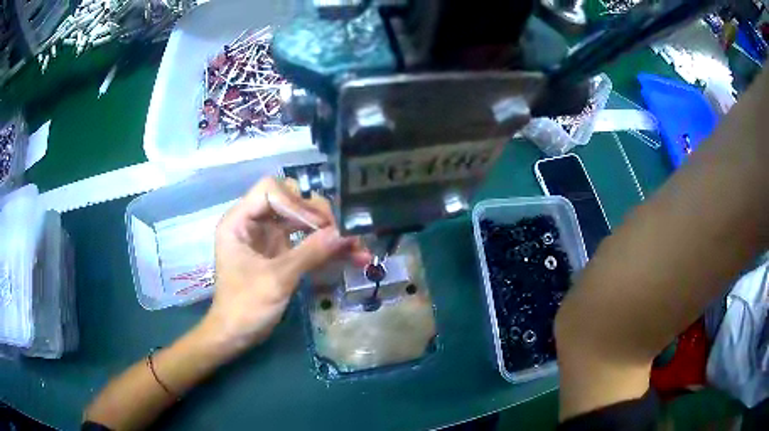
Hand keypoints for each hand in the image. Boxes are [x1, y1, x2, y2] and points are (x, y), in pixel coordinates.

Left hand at [199, 177, 369, 355]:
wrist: (236, 336)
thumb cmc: (245, 306)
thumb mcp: (277, 279)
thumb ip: (310, 253)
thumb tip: (345, 232)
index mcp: (240, 220)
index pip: (270, 189)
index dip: (295, 201)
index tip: (318, 225)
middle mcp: (254, 223)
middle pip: (290, 201)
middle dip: (318, 216)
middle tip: (342, 233)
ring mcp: (269, 238)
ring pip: (303, 221)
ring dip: (329, 232)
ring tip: (357, 247)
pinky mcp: (281, 253)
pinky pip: (306, 242)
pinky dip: (326, 248)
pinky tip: (352, 256)